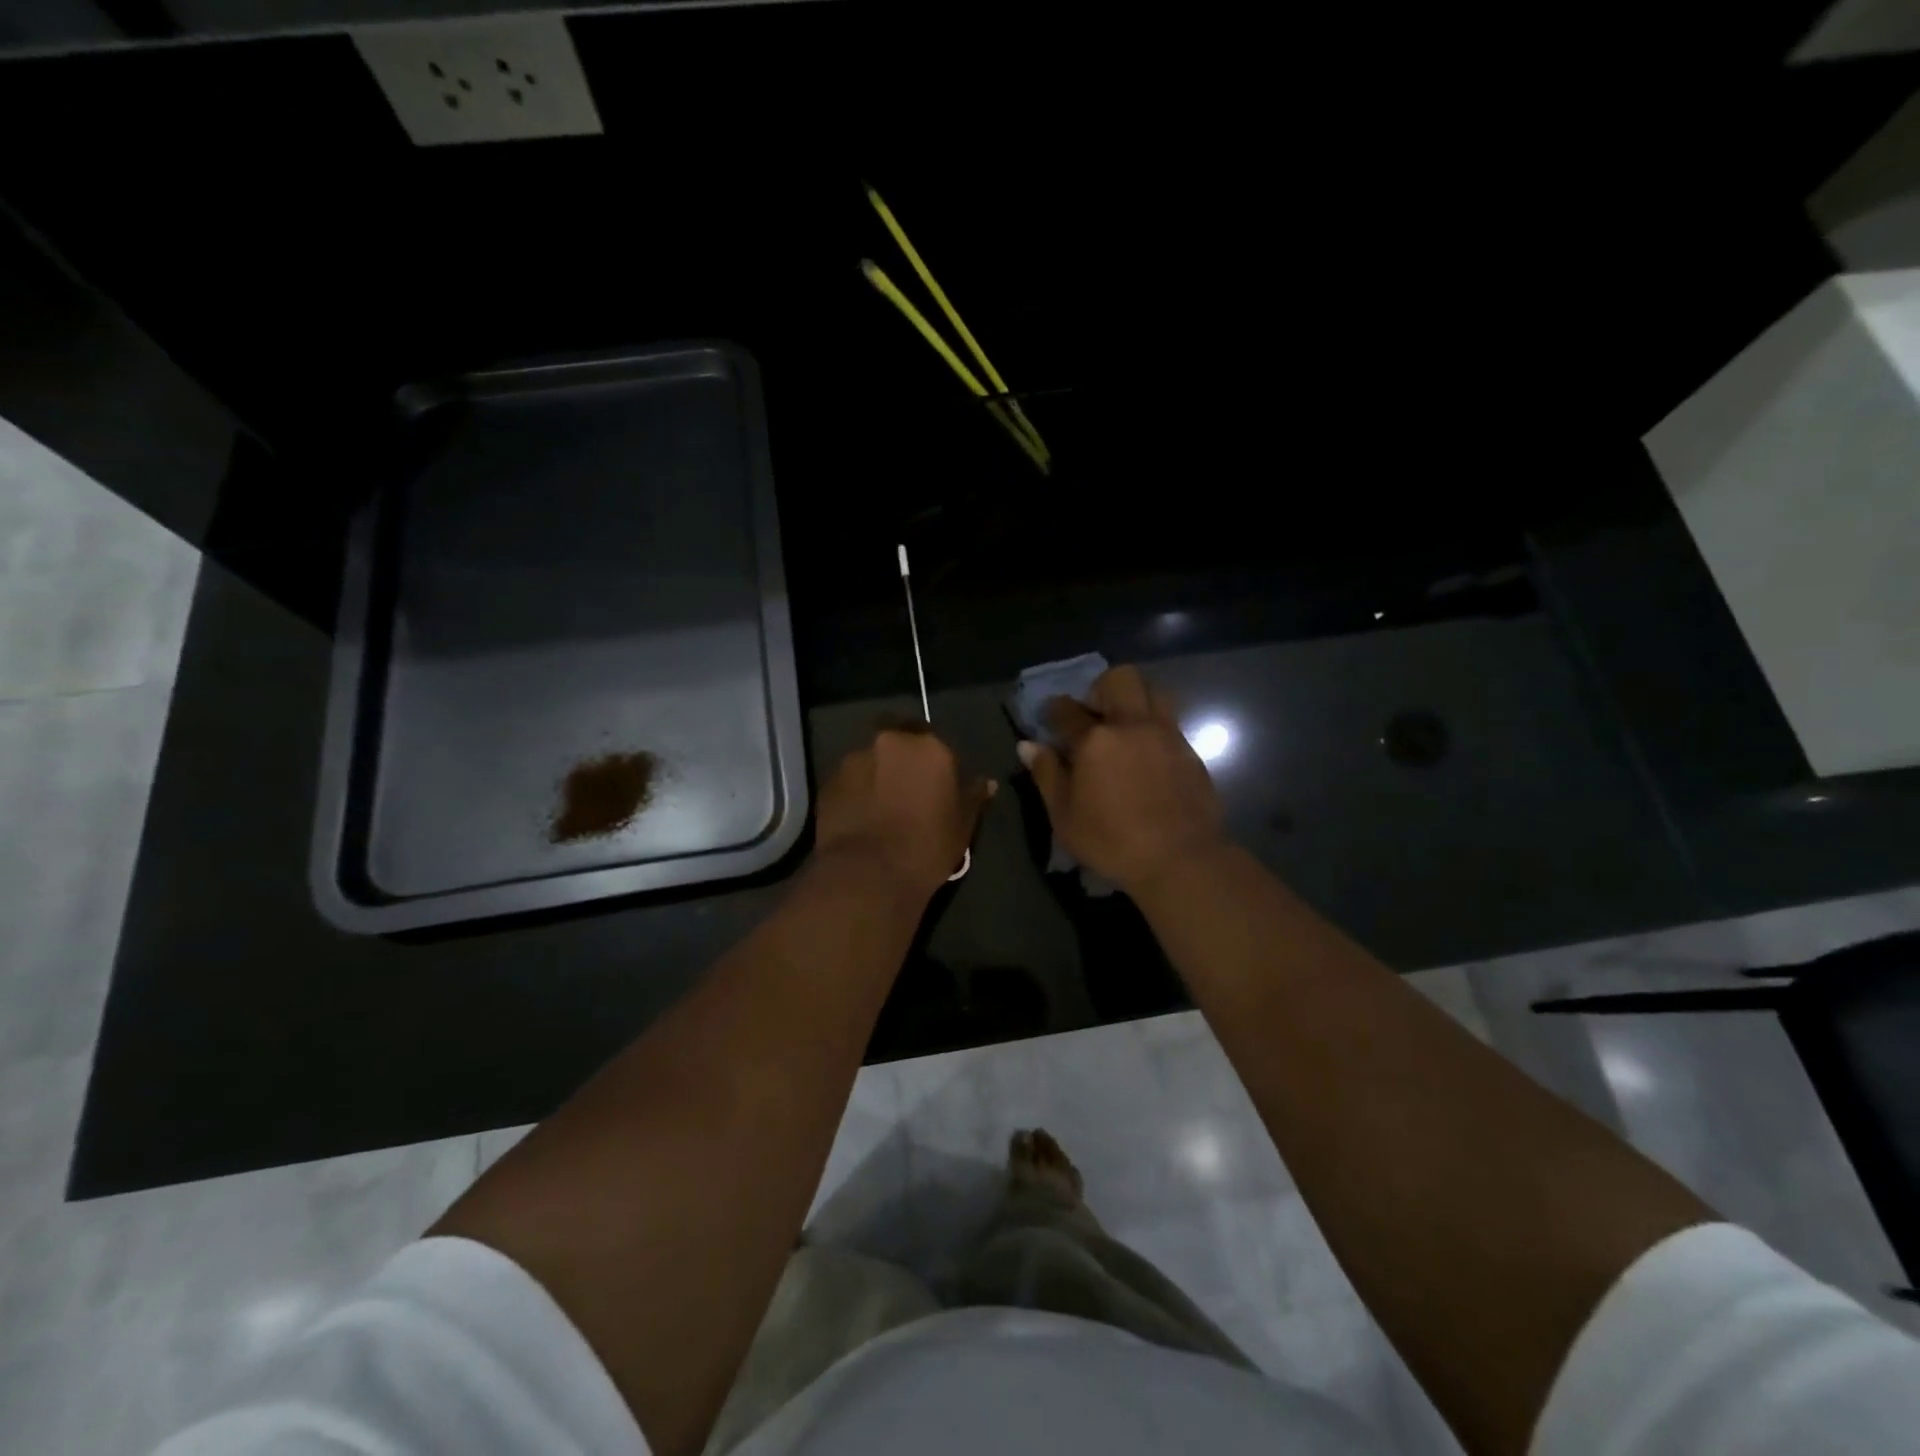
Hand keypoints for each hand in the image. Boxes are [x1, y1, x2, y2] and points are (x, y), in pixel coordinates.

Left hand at [815, 726, 994, 900]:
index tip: (936, 784)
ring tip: (880, 804)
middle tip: (907, 788)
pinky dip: (856, 790)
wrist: (868, 875)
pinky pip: (848, 780)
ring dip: (877, 773)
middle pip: (898, 740)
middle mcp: (889, 742)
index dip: (935, 763)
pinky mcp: (827, 781)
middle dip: (902, 759)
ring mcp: (854, 759)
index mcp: (929, 747)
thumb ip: (973, 796)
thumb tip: (987, 783)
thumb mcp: (962, 826)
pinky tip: (861, 816)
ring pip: (870, 758)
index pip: (936, 742)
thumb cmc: (926, 847)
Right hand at [1017, 665, 1224, 894]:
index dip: (1054, 709)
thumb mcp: (1065, 816)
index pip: (1066, 710)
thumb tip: (1028, 745)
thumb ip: (1047, 775)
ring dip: (1135, 700)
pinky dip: (1154, 727)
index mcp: (1095, 739)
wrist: (1180, 858)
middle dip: (1101, 687)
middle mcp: (1132, 725)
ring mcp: (1166, 734)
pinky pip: (1170, 721)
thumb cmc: (1112, 841)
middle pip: (1120, 678)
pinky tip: (1147, 755)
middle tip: (1094, 715)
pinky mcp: (1190, 750)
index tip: (1051, 718)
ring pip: (1153, 691)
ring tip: (1124, 728)